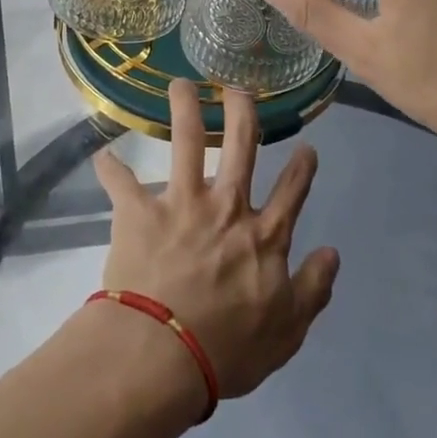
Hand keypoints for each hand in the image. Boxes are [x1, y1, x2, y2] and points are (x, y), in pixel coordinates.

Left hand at [93, 79, 338, 402]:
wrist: (163, 354)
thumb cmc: (228, 349)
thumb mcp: (288, 330)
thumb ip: (314, 289)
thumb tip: (333, 252)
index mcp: (263, 235)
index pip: (292, 191)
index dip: (302, 168)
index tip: (306, 148)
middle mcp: (226, 206)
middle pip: (240, 145)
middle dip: (242, 111)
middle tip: (238, 89)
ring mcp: (181, 203)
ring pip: (184, 141)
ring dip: (183, 108)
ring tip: (180, 83)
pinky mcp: (140, 212)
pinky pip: (121, 183)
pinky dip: (111, 168)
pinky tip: (103, 155)